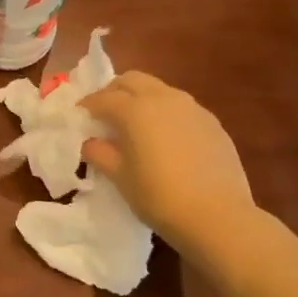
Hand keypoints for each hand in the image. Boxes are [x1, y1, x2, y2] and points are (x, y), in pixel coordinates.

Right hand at [80, 72, 256, 250]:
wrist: (218, 216)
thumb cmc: (159, 197)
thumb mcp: (120, 178)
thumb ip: (100, 154)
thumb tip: (90, 142)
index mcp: (135, 110)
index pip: (103, 98)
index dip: (87, 105)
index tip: (79, 116)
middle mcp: (164, 98)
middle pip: (132, 80)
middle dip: (114, 91)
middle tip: (104, 113)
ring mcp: (192, 108)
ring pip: (159, 90)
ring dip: (141, 98)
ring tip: (135, 124)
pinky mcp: (212, 122)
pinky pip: (181, 107)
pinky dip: (165, 113)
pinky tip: (165, 138)